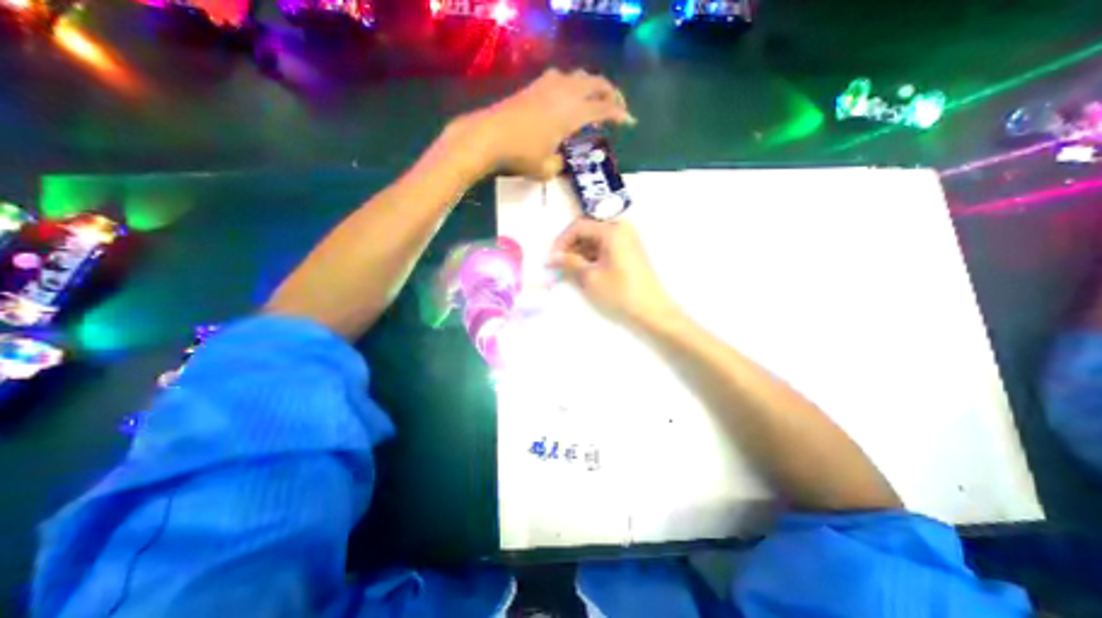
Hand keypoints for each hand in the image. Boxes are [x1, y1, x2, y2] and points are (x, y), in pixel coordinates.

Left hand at [442, 70, 632, 181]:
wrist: (488, 136)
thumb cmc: (520, 155)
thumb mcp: (545, 169)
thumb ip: (559, 164)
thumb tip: (562, 160)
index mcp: (571, 114)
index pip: (603, 109)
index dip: (620, 115)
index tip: (630, 122)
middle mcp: (563, 94)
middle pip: (596, 83)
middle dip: (612, 93)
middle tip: (618, 107)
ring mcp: (547, 86)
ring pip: (579, 76)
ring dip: (593, 85)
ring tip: (595, 99)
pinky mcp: (533, 86)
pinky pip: (560, 77)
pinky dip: (573, 83)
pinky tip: (568, 95)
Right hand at [546, 218, 676, 327]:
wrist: (652, 310)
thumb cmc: (620, 293)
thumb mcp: (590, 277)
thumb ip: (569, 262)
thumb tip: (552, 257)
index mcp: (612, 230)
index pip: (578, 226)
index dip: (561, 241)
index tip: (551, 258)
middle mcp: (621, 228)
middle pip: (587, 230)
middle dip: (570, 247)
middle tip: (558, 264)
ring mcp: (627, 239)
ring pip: (595, 240)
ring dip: (580, 253)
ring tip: (570, 271)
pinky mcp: (629, 251)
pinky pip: (605, 247)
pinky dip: (592, 257)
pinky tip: (585, 271)